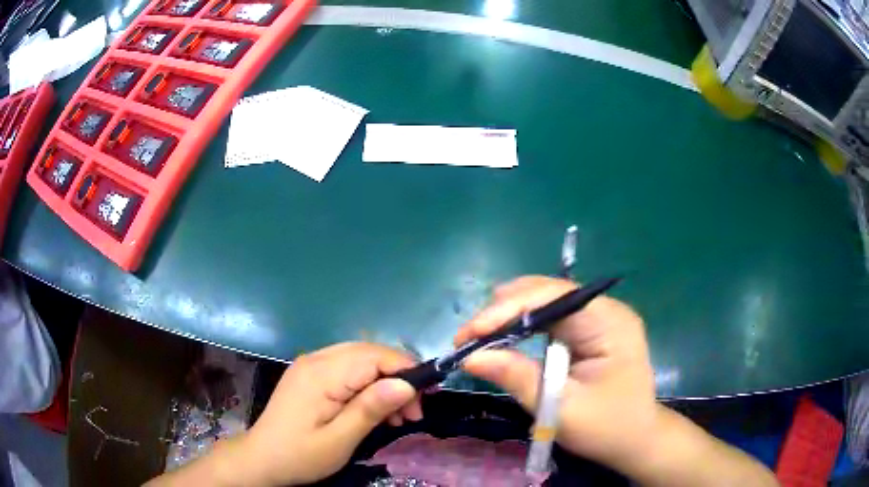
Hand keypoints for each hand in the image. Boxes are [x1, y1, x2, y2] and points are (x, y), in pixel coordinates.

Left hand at [227, 342, 421, 485]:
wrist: (261, 459)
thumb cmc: (300, 455)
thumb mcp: (339, 440)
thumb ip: (371, 409)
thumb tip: (407, 384)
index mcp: (321, 374)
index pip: (374, 356)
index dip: (405, 369)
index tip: (428, 396)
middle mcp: (316, 359)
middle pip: (369, 353)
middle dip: (399, 377)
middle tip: (415, 411)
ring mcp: (311, 365)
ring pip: (361, 360)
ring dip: (385, 382)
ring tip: (401, 416)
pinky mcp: (311, 375)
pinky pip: (348, 370)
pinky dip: (369, 385)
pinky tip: (377, 409)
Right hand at [454, 275, 658, 472]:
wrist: (636, 440)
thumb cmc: (606, 428)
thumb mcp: (560, 408)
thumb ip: (517, 378)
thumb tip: (470, 357)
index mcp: (609, 322)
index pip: (553, 297)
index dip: (507, 309)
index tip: (469, 334)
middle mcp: (605, 310)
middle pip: (547, 292)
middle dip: (503, 310)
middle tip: (467, 338)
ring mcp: (598, 319)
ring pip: (545, 301)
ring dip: (509, 315)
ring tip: (478, 336)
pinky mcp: (588, 331)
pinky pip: (550, 318)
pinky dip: (522, 326)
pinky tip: (503, 336)